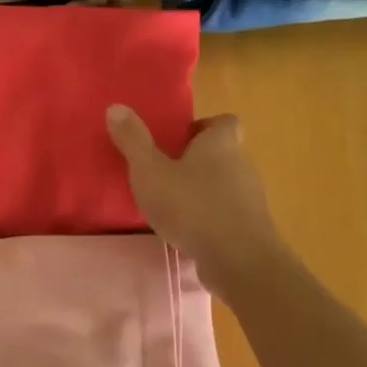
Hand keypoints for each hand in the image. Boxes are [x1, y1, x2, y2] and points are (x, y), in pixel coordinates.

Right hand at [106, 104, 285, 295]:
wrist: (238, 259)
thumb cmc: (192, 207)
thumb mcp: (151, 172)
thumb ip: (133, 141)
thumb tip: (116, 107)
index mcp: (220, 143)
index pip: (224, 121)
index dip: (203, 127)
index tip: (178, 140)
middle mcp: (242, 164)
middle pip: (224, 153)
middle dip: (198, 161)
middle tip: (166, 174)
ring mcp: (250, 198)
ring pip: (226, 185)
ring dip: (203, 192)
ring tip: (173, 207)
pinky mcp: (251, 228)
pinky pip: (228, 214)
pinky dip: (211, 218)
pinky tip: (189, 233)